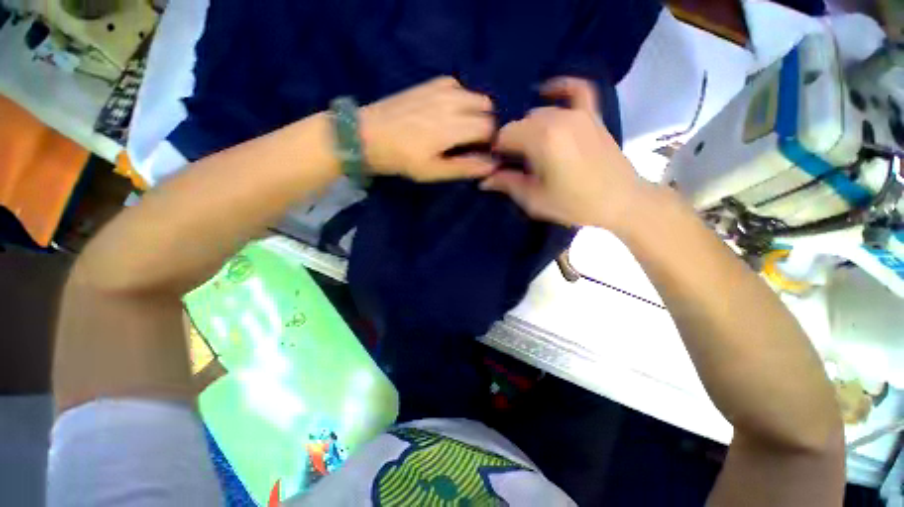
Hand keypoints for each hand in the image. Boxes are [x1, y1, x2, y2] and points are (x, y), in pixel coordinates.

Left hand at [361, 76, 494, 181]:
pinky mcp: (431, 82)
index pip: (489, 128)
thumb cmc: (402, 159)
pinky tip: (448, 113)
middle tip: (470, 142)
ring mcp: (441, 87)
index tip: (479, 153)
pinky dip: (462, 99)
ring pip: (475, 95)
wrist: (368, 134)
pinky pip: (459, 86)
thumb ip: (465, 167)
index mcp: (453, 125)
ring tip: (460, 129)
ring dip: (475, 112)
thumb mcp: (434, 171)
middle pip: (487, 108)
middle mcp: (452, 100)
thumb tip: (492, 165)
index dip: (490, 142)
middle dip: (485, 125)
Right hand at [481, 77, 645, 230]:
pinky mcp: (592, 114)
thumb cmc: (575, 204)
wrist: (620, 200)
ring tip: (530, 147)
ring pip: (539, 112)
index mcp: (542, 141)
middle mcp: (558, 119)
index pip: (505, 135)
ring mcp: (578, 113)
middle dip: (512, 141)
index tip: (499, 167)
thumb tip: (484, 179)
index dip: (498, 151)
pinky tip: (546, 91)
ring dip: (529, 128)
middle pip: (520, 124)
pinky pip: (576, 89)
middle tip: (514, 163)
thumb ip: (508, 184)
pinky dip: (560, 86)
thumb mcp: (535, 200)